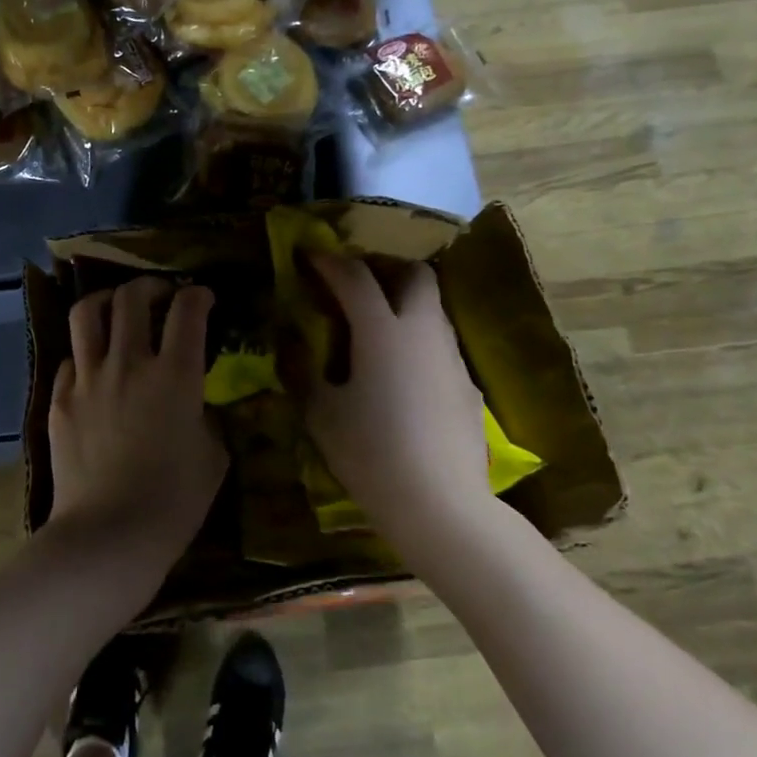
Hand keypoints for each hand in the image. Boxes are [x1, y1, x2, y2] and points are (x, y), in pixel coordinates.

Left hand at [43, 276, 227, 582]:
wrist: (109, 534)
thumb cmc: (174, 501)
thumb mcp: (213, 456)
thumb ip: (207, 417)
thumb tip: (196, 404)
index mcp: (175, 375)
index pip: (188, 311)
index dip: (198, 295)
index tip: (203, 297)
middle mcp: (129, 363)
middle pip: (132, 298)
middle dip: (151, 286)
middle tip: (161, 296)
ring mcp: (88, 379)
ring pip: (89, 314)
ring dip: (108, 301)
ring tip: (118, 309)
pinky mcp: (60, 400)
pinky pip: (70, 358)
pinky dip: (86, 353)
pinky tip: (95, 367)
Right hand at [303, 254, 494, 536]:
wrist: (439, 502)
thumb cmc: (370, 453)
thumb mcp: (321, 414)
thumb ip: (302, 371)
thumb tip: (289, 344)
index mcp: (382, 331)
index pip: (354, 276)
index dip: (328, 260)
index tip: (309, 253)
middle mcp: (423, 331)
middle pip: (414, 274)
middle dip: (384, 266)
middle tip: (354, 283)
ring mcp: (451, 357)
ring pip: (432, 307)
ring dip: (403, 302)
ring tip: (374, 326)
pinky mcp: (467, 385)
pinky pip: (440, 343)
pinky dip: (417, 339)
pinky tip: (401, 373)